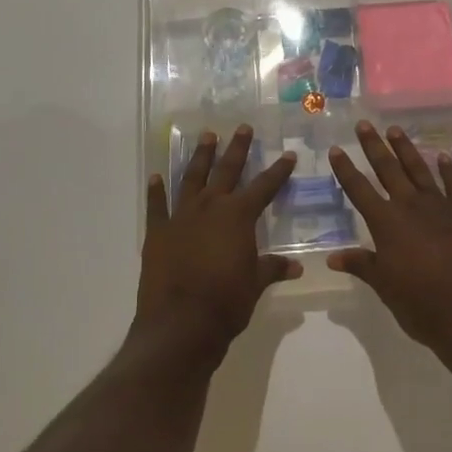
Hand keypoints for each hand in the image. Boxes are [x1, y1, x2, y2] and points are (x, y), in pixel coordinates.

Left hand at [137, 125, 298, 356]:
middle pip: (227, 170)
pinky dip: (156, 190)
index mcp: (239, 216)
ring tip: (207, 137)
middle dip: (237, 148)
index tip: (288, 155)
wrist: (180, 324)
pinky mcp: (158, 231)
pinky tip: (156, 176)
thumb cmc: (226, 303)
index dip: (278, 171)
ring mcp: (181, 216)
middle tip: (242, 127)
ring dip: (200, 157)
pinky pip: (157, 205)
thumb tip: (296, 266)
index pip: (265, 187)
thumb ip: (272, 268)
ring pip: (192, 178)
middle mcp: (211, 207)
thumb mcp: (255, 284)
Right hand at [328, 121, 451, 359]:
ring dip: (405, 149)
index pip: (359, 190)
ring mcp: (441, 205)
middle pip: (388, 169)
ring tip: (394, 130)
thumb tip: (332, 256)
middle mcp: (410, 206)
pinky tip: (442, 156)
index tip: (336, 149)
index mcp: (386, 224)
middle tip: (364, 125)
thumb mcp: (385, 288)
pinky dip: (448, 169)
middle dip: (373, 146)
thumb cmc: (422, 306)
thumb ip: (362, 265)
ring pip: (419, 169)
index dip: (346, 169)